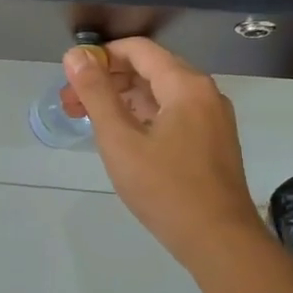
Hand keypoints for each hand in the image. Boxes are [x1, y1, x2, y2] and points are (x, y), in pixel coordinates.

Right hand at [63, 38, 267, 270]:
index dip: (101, 56)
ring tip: (90, 120)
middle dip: (108, 80)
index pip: (139, 50)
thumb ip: (96, 93)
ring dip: (123, 99)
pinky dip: (144, 115)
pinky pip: (174, 113)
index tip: (72, 76)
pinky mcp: (213, 142)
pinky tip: (122, 136)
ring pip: (161, 93)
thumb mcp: (120, 139)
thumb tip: (75, 55)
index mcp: (186, 85)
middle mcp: (204, 93)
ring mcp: (213, 118)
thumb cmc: (165, 188)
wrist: (220, 242)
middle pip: (150, 69)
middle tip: (72, 103)